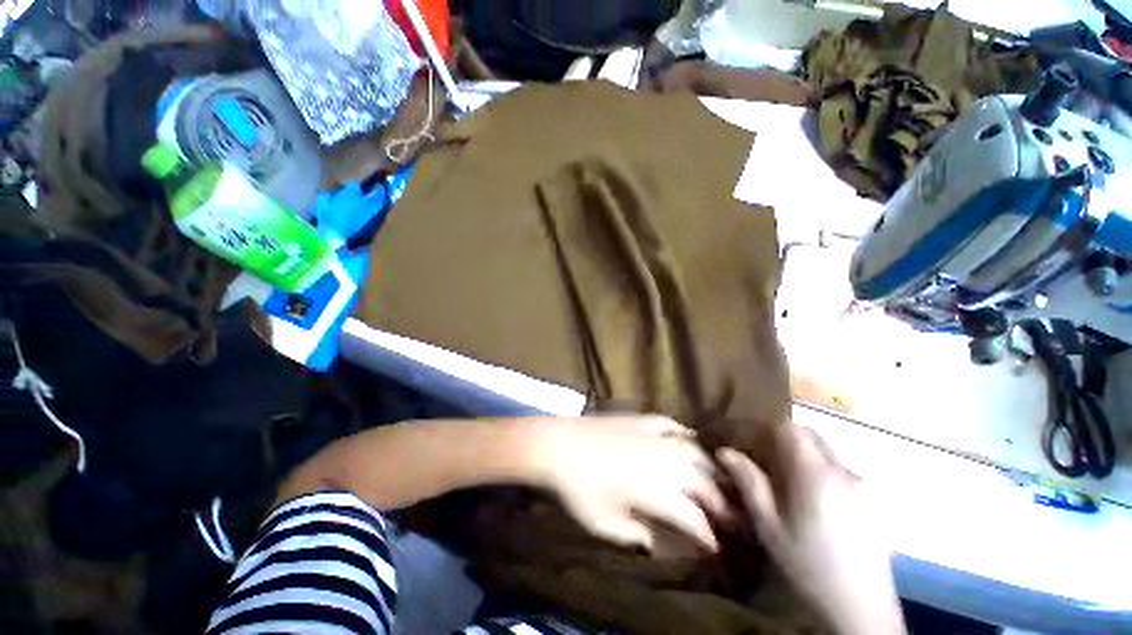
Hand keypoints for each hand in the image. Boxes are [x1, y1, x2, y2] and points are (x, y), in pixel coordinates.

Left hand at [526, 416, 727, 553]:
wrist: (557, 445)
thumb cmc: (578, 488)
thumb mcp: (604, 523)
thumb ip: (636, 536)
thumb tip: (658, 543)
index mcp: (657, 491)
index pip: (695, 517)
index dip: (709, 534)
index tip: (715, 546)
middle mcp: (664, 461)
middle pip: (704, 483)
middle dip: (720, 503)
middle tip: (728, 517)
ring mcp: (653, 435)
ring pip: (694, 452)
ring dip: (710, 468)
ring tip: (718, 481)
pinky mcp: (641, 419)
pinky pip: (671, 424)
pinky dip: (685, 434)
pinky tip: (691, 439)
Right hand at [717, 426, 904, 634]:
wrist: (860, 610)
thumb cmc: (807, 566)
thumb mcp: (768, 525)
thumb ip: (748, 482)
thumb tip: (725, 452)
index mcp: (815, 475)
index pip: (787, 429)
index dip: (761, 426)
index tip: (741, 435)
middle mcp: (842, 471)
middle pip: (807, 434)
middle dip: (778, 435)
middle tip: (757, 451)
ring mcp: (861, 485)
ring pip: (824, 450)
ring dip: (798, 451)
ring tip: (779, 473)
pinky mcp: (871, 500)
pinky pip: (837, 468)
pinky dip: (816, 467)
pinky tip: (807, 494)